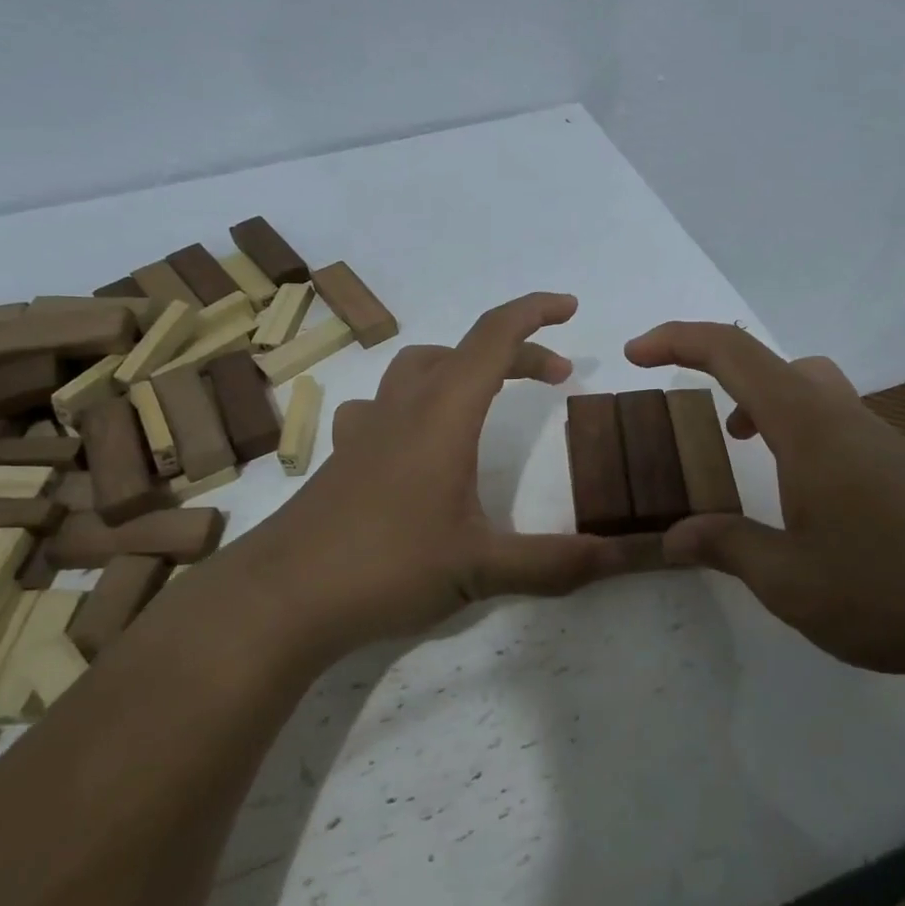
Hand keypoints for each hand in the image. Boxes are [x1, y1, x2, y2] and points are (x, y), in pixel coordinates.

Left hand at [243, 293, 647, 659]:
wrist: (281, 597)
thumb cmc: (386, 566)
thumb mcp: (481, 568)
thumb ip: (554, 562)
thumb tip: (622, 558)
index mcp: (444, 413)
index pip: (494, 337)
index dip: (534, 313)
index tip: (570, 308)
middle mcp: (404, 406)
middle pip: (464, 350)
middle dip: (516, 352)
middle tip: (557, 377)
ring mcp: (367, 428)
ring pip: (418, 367)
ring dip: (461, 366)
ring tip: (487, 395)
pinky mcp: (343, 454)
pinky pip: (383, 403)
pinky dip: (414, 399)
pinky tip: (414, 437)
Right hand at [624, 322, 904, 676]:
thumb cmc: (887, 589)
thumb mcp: (788, 580)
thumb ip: (726, 547)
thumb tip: (673, 537)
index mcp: (807, 426)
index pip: (732, 353)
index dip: (677, 340)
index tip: (636, 354)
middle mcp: (843, 417)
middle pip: (774, 361)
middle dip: (722, 372)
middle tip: (700, 417)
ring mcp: (880, 440)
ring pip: (811, 388)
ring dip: (766, 403)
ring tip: (745, 448)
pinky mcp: (904, 467)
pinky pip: (836, 422)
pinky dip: (800, 432)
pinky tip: (805, 494)